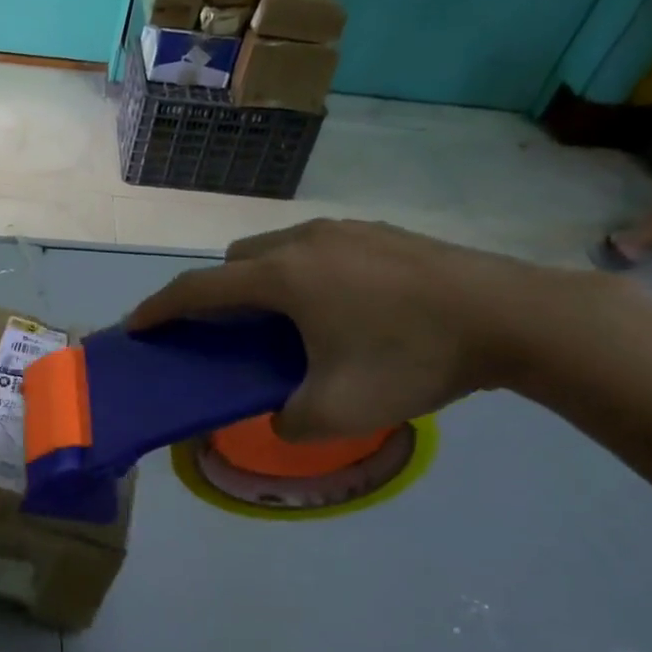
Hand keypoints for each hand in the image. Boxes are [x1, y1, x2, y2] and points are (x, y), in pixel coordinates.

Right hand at [127, 219, 584, 439]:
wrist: (513, 316)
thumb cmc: (413, 359)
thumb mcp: (340, 412)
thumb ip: (290, 421)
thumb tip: (283, 415)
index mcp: (282, 278)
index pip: (199, 288)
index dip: (160, 307)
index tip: (137, 323)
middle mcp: (303, 241)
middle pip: (235, 261)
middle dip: (216, 292)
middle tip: (227, 331)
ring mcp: (345, 230)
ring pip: (276, 249)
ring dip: (262, 280)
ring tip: (287, 321)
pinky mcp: (381, 232)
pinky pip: (317, 247)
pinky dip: (303, 273)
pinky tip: (342, 306)